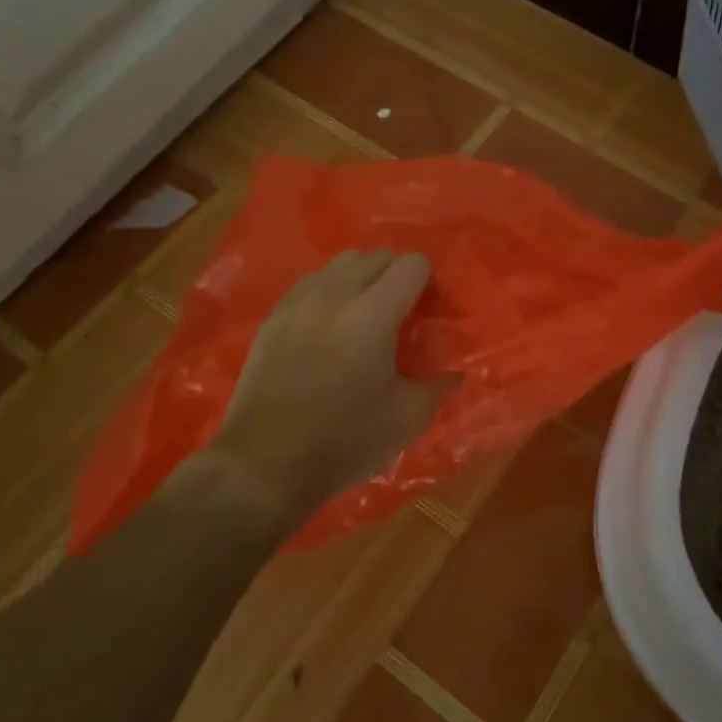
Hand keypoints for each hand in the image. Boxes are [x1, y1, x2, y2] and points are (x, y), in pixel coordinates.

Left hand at [209, 249, 453, 514]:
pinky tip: (330, 325)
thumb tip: (457, 371)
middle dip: (396, 277)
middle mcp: (336, 295)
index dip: (427, 282)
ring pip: (342, 263)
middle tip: (399, 314)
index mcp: (373, 315)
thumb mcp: (406, 419)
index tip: (426, 312)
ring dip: (362, 278)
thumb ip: (439, 386)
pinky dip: (330, 290)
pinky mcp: (274, 316)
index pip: (412, 264)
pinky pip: (312, 282)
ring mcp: (299, 302)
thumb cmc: (344, 442)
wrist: (264, 465)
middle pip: (377, 256)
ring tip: (364, 314)